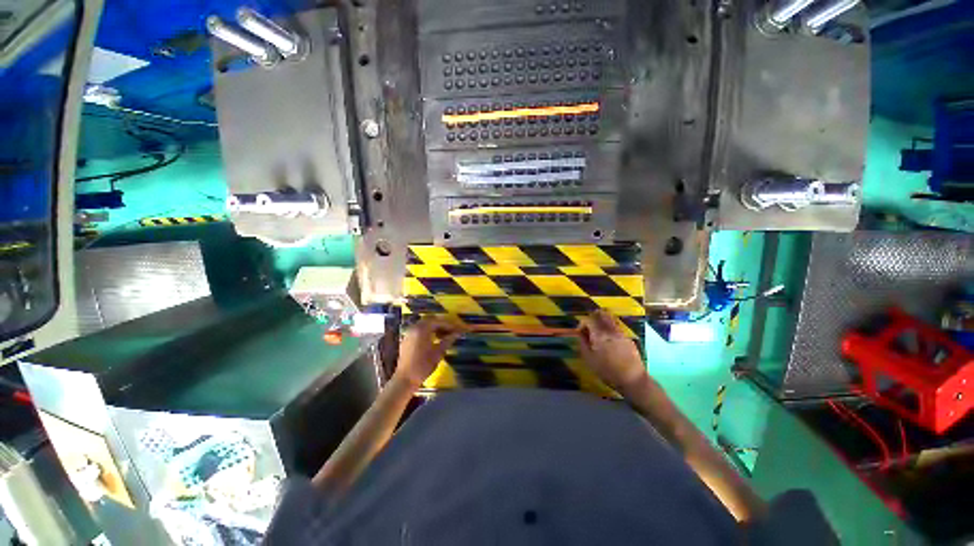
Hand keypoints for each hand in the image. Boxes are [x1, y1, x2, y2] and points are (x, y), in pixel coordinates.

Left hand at [395, 317, 465, 387]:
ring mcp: (409, 333)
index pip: (438, 321)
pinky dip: (427, 331)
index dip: (449, 325)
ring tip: (444, 335)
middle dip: (441, 325)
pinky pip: (419, 330)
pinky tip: (433, 339)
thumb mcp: (438, 353)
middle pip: (430, 321)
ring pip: (424, 325)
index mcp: (422, 329)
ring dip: (434, 328)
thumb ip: (448, 340)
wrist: (405, 379)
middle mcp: (414, 328)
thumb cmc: (423, 366)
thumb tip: (457, 333)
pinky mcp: (406, 339)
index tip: (457, 329)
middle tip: (451, 331)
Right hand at [578, 310, 647, 395]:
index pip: (588, 320)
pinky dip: (610, 325)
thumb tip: (580, 334)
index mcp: (599, 334)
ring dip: (603, 319)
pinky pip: (617, 326)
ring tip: (598, 326)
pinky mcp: (628, 338)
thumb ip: (583, 343)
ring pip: (610, 319)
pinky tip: (608, 335)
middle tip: (589, 323)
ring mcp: (620, 333)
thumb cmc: (607, 371)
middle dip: (593, 316)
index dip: (582, 324)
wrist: (632, 379)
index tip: (580, 332)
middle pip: (601, 315)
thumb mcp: (589, 359)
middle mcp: (610, 330)